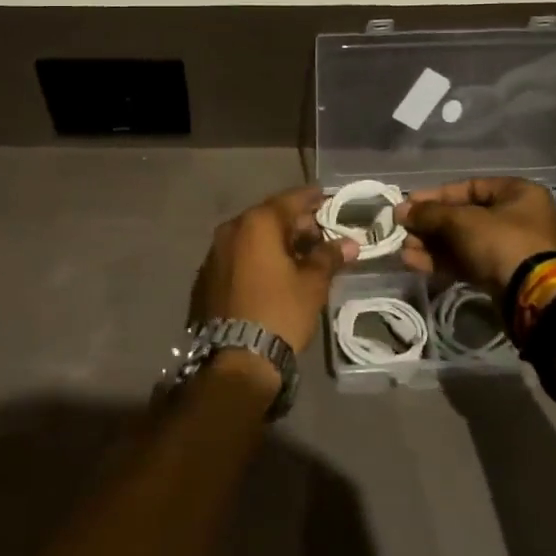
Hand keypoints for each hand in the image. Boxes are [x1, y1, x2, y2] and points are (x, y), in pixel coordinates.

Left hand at [191, 187, 356, 354]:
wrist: (235, 358)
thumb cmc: (280, 312)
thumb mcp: (312, 284)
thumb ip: (328, 257)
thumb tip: (349, 243)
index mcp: (257, 223)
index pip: (290, 200)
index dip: (311, 198)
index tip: (326, 197)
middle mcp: (231, 229)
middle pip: (269, 217)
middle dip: (295, 224)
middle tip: (320, 233)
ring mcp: (214, 253)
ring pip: (251, 237)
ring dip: (275, 242)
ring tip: (300, 256)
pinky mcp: (206, 277)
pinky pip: (238, 256)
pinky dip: (257, 258)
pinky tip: (273, 274)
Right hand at [395, 177, 555, 291]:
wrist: (531, 297)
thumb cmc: (500, 243)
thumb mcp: (460, 221)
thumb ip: (429, 213)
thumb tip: (400, 211)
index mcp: (516, 193)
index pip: (468, 187)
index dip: (434, 196)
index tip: (408, 205)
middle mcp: (515, 216)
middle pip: (461, 216)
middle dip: (429, 225)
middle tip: (402, 230)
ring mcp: (508, 247)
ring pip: (461, 241)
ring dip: (430, 245)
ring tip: (403, 250)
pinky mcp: (499, 273)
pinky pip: (465, 261)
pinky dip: (441, 261)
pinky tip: (413, 263)